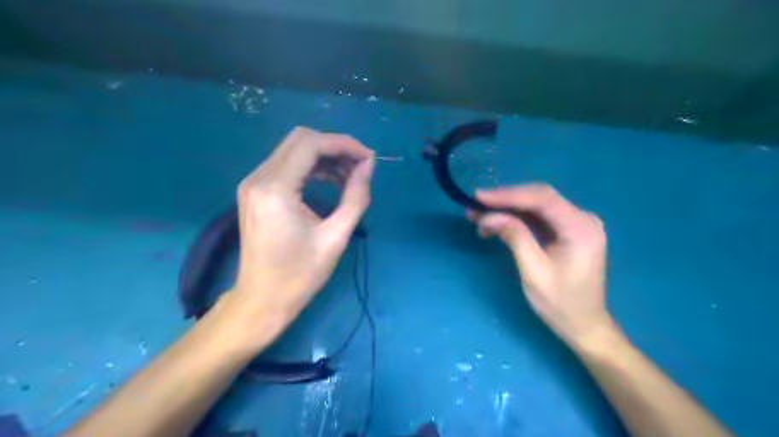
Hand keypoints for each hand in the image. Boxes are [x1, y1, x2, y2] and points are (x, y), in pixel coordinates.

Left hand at [221, 126, 374, 348]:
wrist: (262, 300)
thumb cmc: (300, 275)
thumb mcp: (336, 237)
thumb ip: (355, 197)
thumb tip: (368, 166)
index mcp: (276, 189)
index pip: (311, 144)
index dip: (344, 144)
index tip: (369, 158)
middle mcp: (258, 178)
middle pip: (300, 139)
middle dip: (335, 147)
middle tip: (360, 166)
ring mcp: (253, 183)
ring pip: (293, 150)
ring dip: (324, 156)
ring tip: (350, 176)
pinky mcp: (256, 191)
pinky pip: (287, 165)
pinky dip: (312, 167)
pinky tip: (331, 182)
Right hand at [471, 182, 610, 347]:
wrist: (584, 325)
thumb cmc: (561, 303)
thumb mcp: (534, 271)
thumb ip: (515, 237)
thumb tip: (489, 216)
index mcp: (581, 227)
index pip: (542, 199)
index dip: (508, 195)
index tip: (478, 197)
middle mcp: (582, 218)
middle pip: (539, 198)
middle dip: (505, 200)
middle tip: (474, 206)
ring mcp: (576, 223)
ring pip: (536, 206)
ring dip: (507, 209)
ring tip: (478, 216)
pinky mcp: (568, 230)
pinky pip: (539, 217)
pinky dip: (516, 219)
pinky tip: (496, 224)